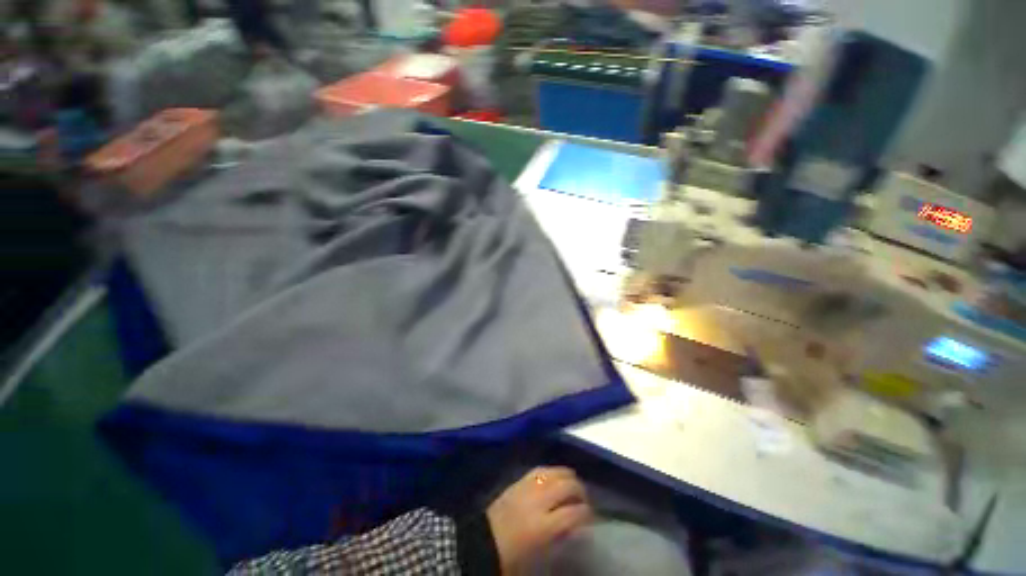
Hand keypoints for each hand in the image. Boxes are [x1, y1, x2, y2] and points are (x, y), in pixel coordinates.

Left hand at [486, 467, 592, 574]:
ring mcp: (527, 487)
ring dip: (567, 476)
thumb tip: (574, 525)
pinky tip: (554, 477)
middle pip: (567, 486)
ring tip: (572, 484)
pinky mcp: (517, 481)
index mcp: (543, 526)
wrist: (481, 543)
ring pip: (554, 472)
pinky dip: (551, 471)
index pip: (574, 513)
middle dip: (580, 491)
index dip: (587, 513)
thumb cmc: (511, 557)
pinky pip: (539, 470)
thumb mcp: (539, 556)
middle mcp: (538, 501)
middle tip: (583, 500)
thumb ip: (559, 537)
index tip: (591, 517)